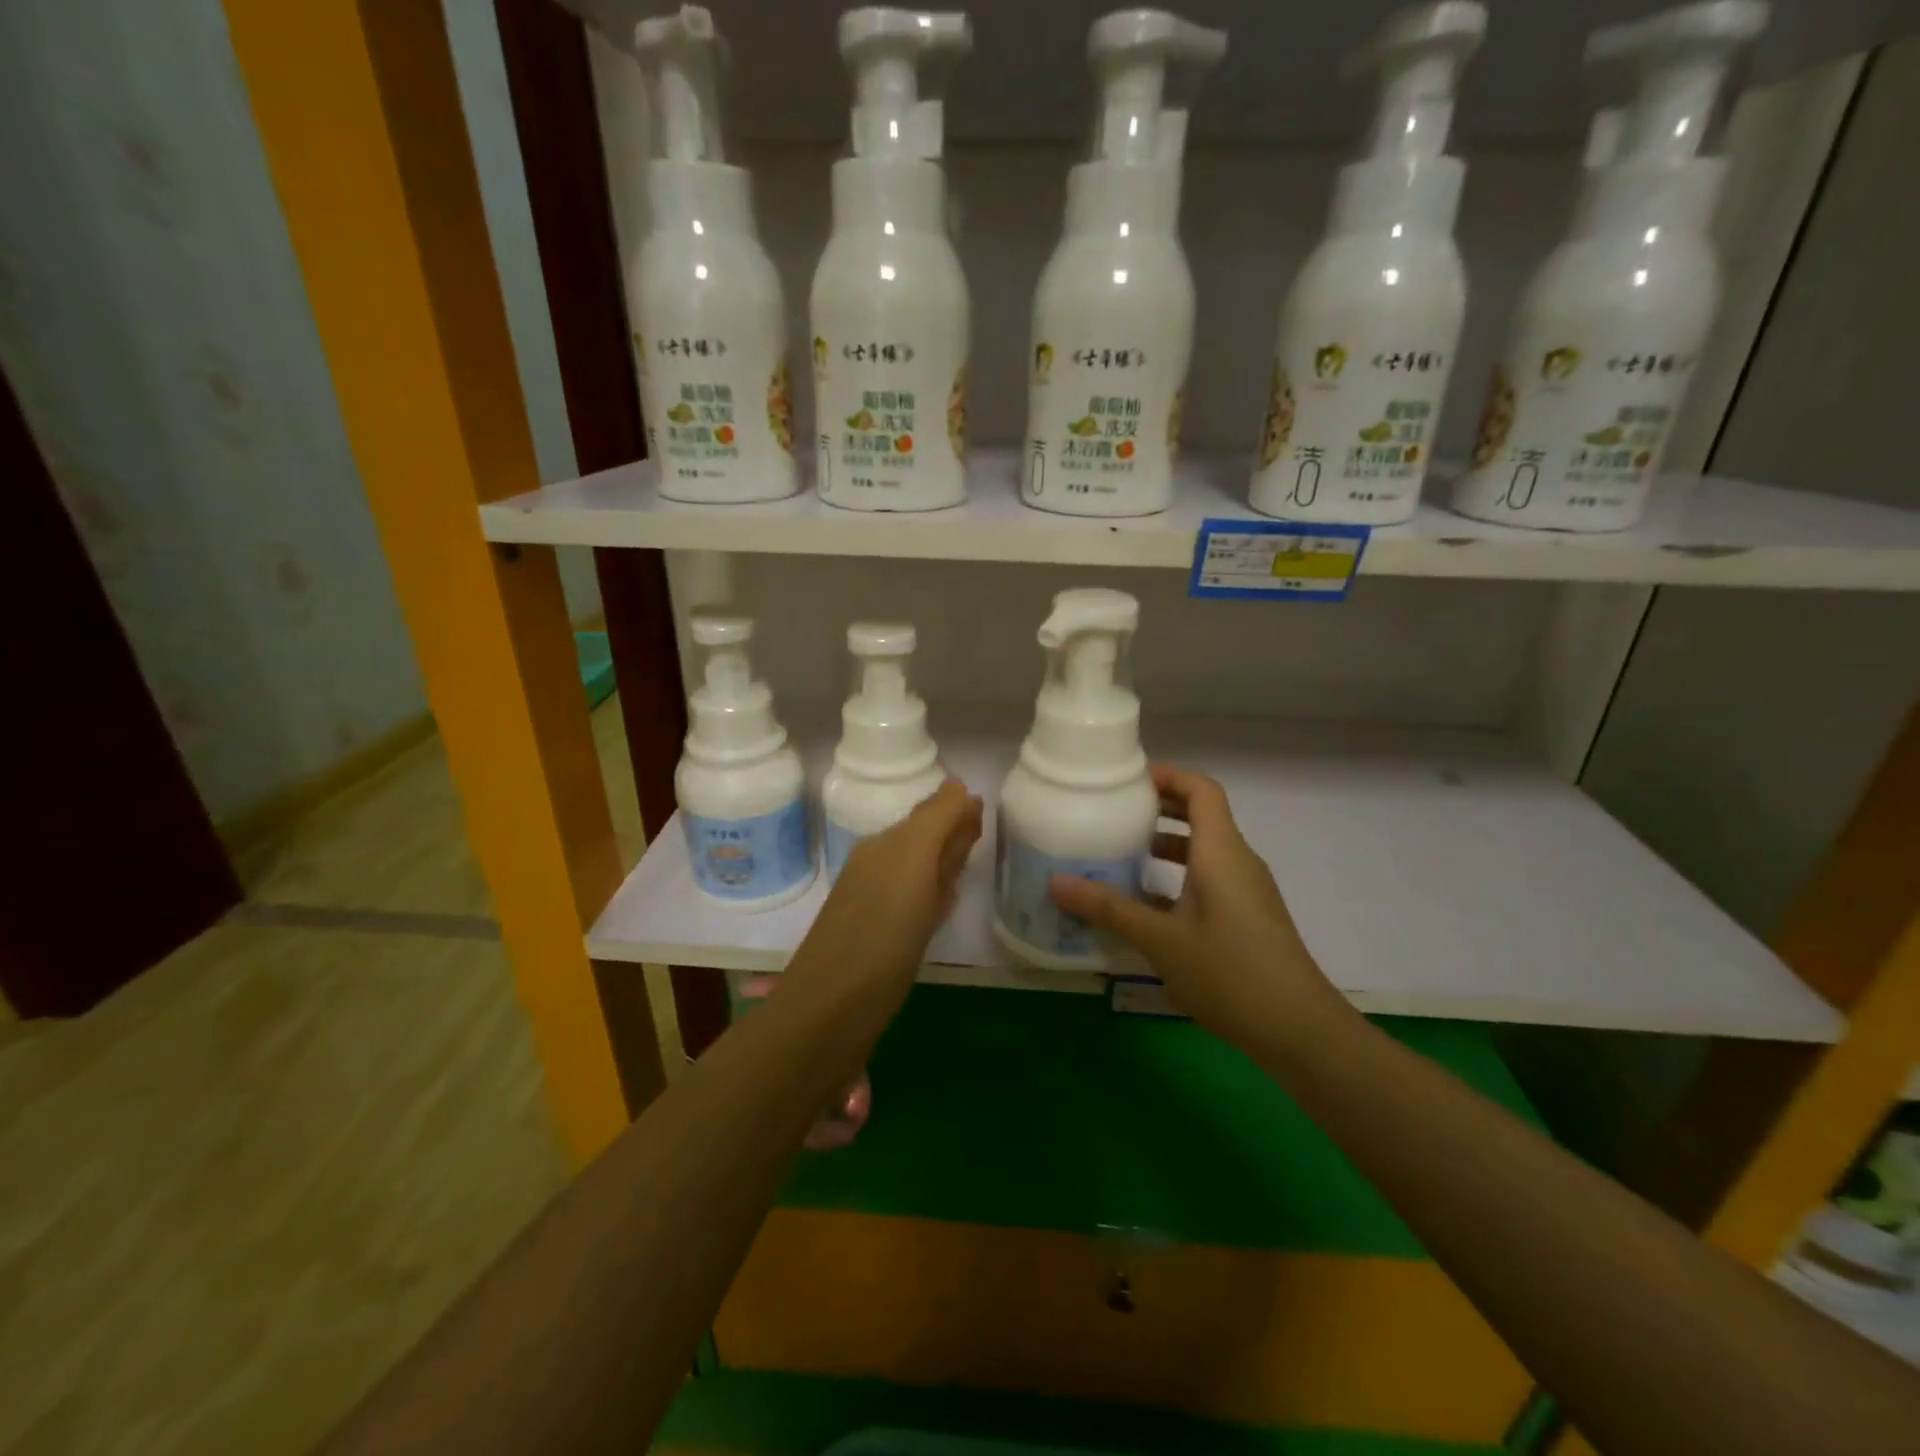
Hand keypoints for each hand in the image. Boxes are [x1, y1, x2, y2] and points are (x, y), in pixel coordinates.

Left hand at [786, 779, 982, 1015]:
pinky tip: (942, 906)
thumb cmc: (881, 932)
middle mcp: (877, 868)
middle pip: (921, 843)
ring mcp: (876, 906)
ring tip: (967, 865)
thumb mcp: (912, 862)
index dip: (955, 812)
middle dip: (949, 836)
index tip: (984, 811)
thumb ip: (936, 820)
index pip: (927, 815)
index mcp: (884, 846)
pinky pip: (912, 905)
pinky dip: (931, 897)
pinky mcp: (879, 941)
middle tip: (980, 833)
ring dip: (941, 865)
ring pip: (917, 874)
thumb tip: (957, 783)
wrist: (832, 1010)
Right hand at [1050, 764, 1348, 1043]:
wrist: (1298, 1030)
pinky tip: (1144, 906)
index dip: (1168, 775)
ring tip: (1120, 854)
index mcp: (1221, 851)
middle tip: (1114, 812)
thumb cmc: (1230, 972)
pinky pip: (1208, 880)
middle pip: (1201, 815)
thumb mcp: (1161, 940)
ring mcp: (1246, 891)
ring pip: (1203, 851)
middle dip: (1159, 808)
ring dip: (1165, 845)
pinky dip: (1177, 878)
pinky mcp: (1247, 918)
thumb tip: (1056, 883)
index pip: (1202, 789)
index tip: (1128, 781)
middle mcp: (1237, 861)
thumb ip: (1109, 908)